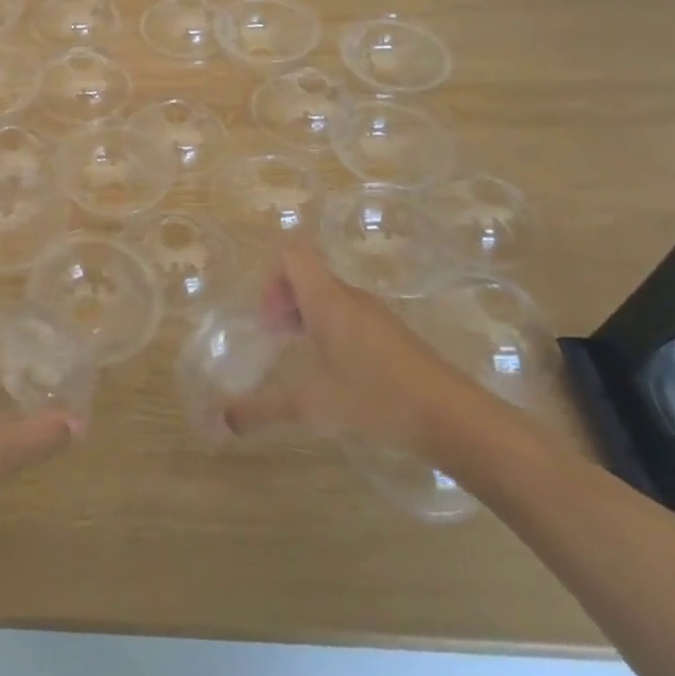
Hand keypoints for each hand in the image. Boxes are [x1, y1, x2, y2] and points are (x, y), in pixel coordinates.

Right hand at [225, 241, 492, 453]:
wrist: (453, 418)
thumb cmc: (375, 399)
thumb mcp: (310, 407)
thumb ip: (261, 411)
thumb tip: (220, 421)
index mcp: (327, 299)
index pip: (292, 254)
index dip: (270, 277)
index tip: (268, 319)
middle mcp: (349, 297)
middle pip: (307, 275)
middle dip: (283, 301)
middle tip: (275, 339)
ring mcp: (374, 315)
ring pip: (329, 296)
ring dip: (307, 317)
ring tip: (300, 356)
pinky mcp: (392, 335)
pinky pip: (349, 315)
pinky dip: (331, 331)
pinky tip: (335, 372)